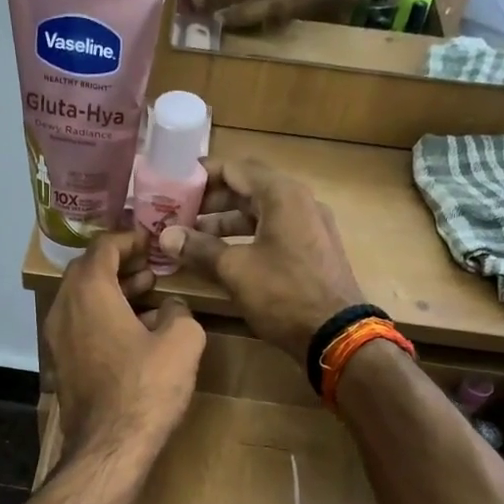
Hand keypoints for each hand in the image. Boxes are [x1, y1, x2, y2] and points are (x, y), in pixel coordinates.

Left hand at [46, 230, 203, 461]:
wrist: (109, 446)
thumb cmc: (146, 388)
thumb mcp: (182, 342)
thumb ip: (180, 312)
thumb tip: (171, 307)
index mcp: (89, 292)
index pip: (102, 247)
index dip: (128, 239)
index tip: (151, 241)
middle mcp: (65, 309)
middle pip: (87, 272)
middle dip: (119, 264)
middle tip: (150, 267)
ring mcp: (58, 339)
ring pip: (83, 301)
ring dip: (113, 292)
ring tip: (148, 295)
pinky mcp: (62, 365)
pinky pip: (81, 326)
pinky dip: (104, 317)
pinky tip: (135, 332)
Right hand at [157, 161, 364, 362]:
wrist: (336, 334)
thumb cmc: (283, 294)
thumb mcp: (235, 270)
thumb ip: (200, 248)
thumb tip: (166, 236)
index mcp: (282, 195)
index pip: (235, 168)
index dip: (201, 176)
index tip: (173, 185)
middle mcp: (299, 202)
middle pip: (247, 189)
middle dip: (210, 202)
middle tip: (177, 215)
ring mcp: (309, 226)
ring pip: (259, 213)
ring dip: (225, 223)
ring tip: (193, 239)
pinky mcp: (311, 251)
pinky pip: (272, 232)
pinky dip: (245, 238)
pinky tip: (222, 257)